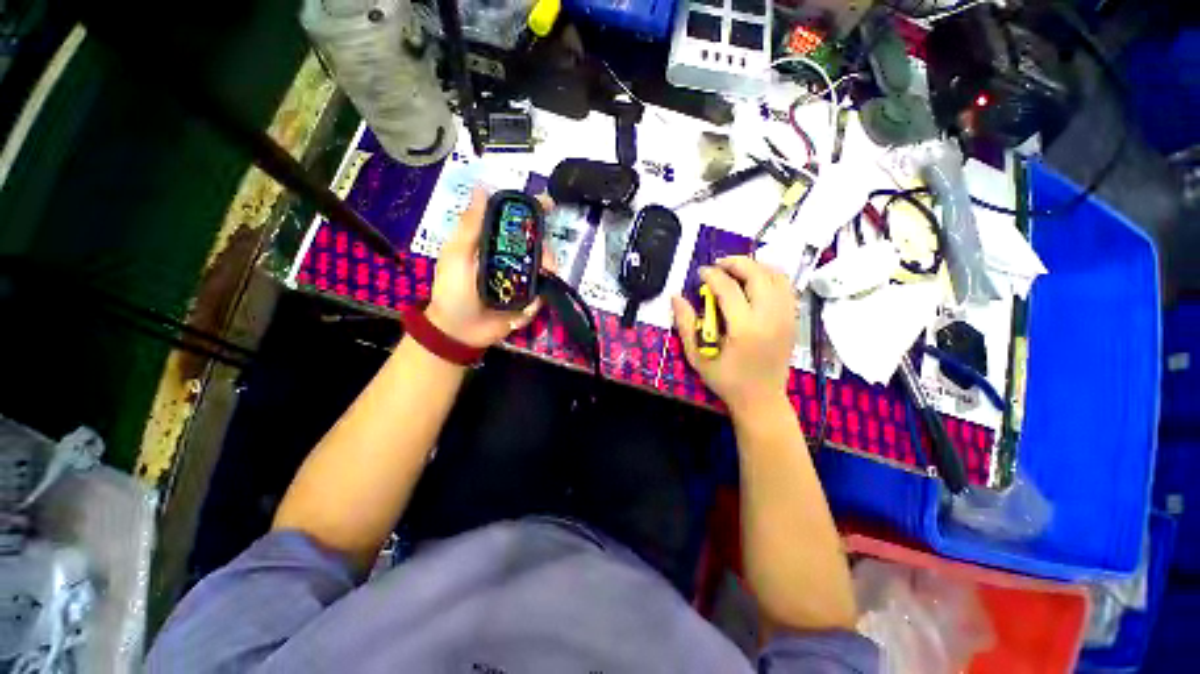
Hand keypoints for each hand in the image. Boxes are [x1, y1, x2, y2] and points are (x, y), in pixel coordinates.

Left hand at [426, 188, 555, 347]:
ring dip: (547, 272)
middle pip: (537, 246)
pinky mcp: (528, 302)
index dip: (533, 212)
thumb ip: (470, 225)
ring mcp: (521, 282)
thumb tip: (483, 187)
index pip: (516, 224)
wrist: (458, 331)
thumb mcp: (456, 254)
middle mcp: (511, 260)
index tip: (549, 203)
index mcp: (494, 245)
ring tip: (544, 278)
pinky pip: (542, 295)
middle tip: (546, 258)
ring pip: (545, 270)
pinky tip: (528, 305)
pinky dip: (538, 298)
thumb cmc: (452, 290)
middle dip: (545, 249)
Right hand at [671, 256, 796, 413]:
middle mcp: (770, 318)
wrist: (761, 400)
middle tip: (718, 265)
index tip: (701, 273)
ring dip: (756, 267)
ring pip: (777, 276)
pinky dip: (771, 277)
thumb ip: (685, 325)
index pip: (728, 288)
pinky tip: (755, 283)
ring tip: (736, 270)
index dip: (712, 275)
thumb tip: (676, 297)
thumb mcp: (697, 357)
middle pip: (758, 274)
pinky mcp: (793, 321)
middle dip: (736, 263)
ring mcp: (786, 318)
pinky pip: (786, 288)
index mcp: (745, 328)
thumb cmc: (726, 381)